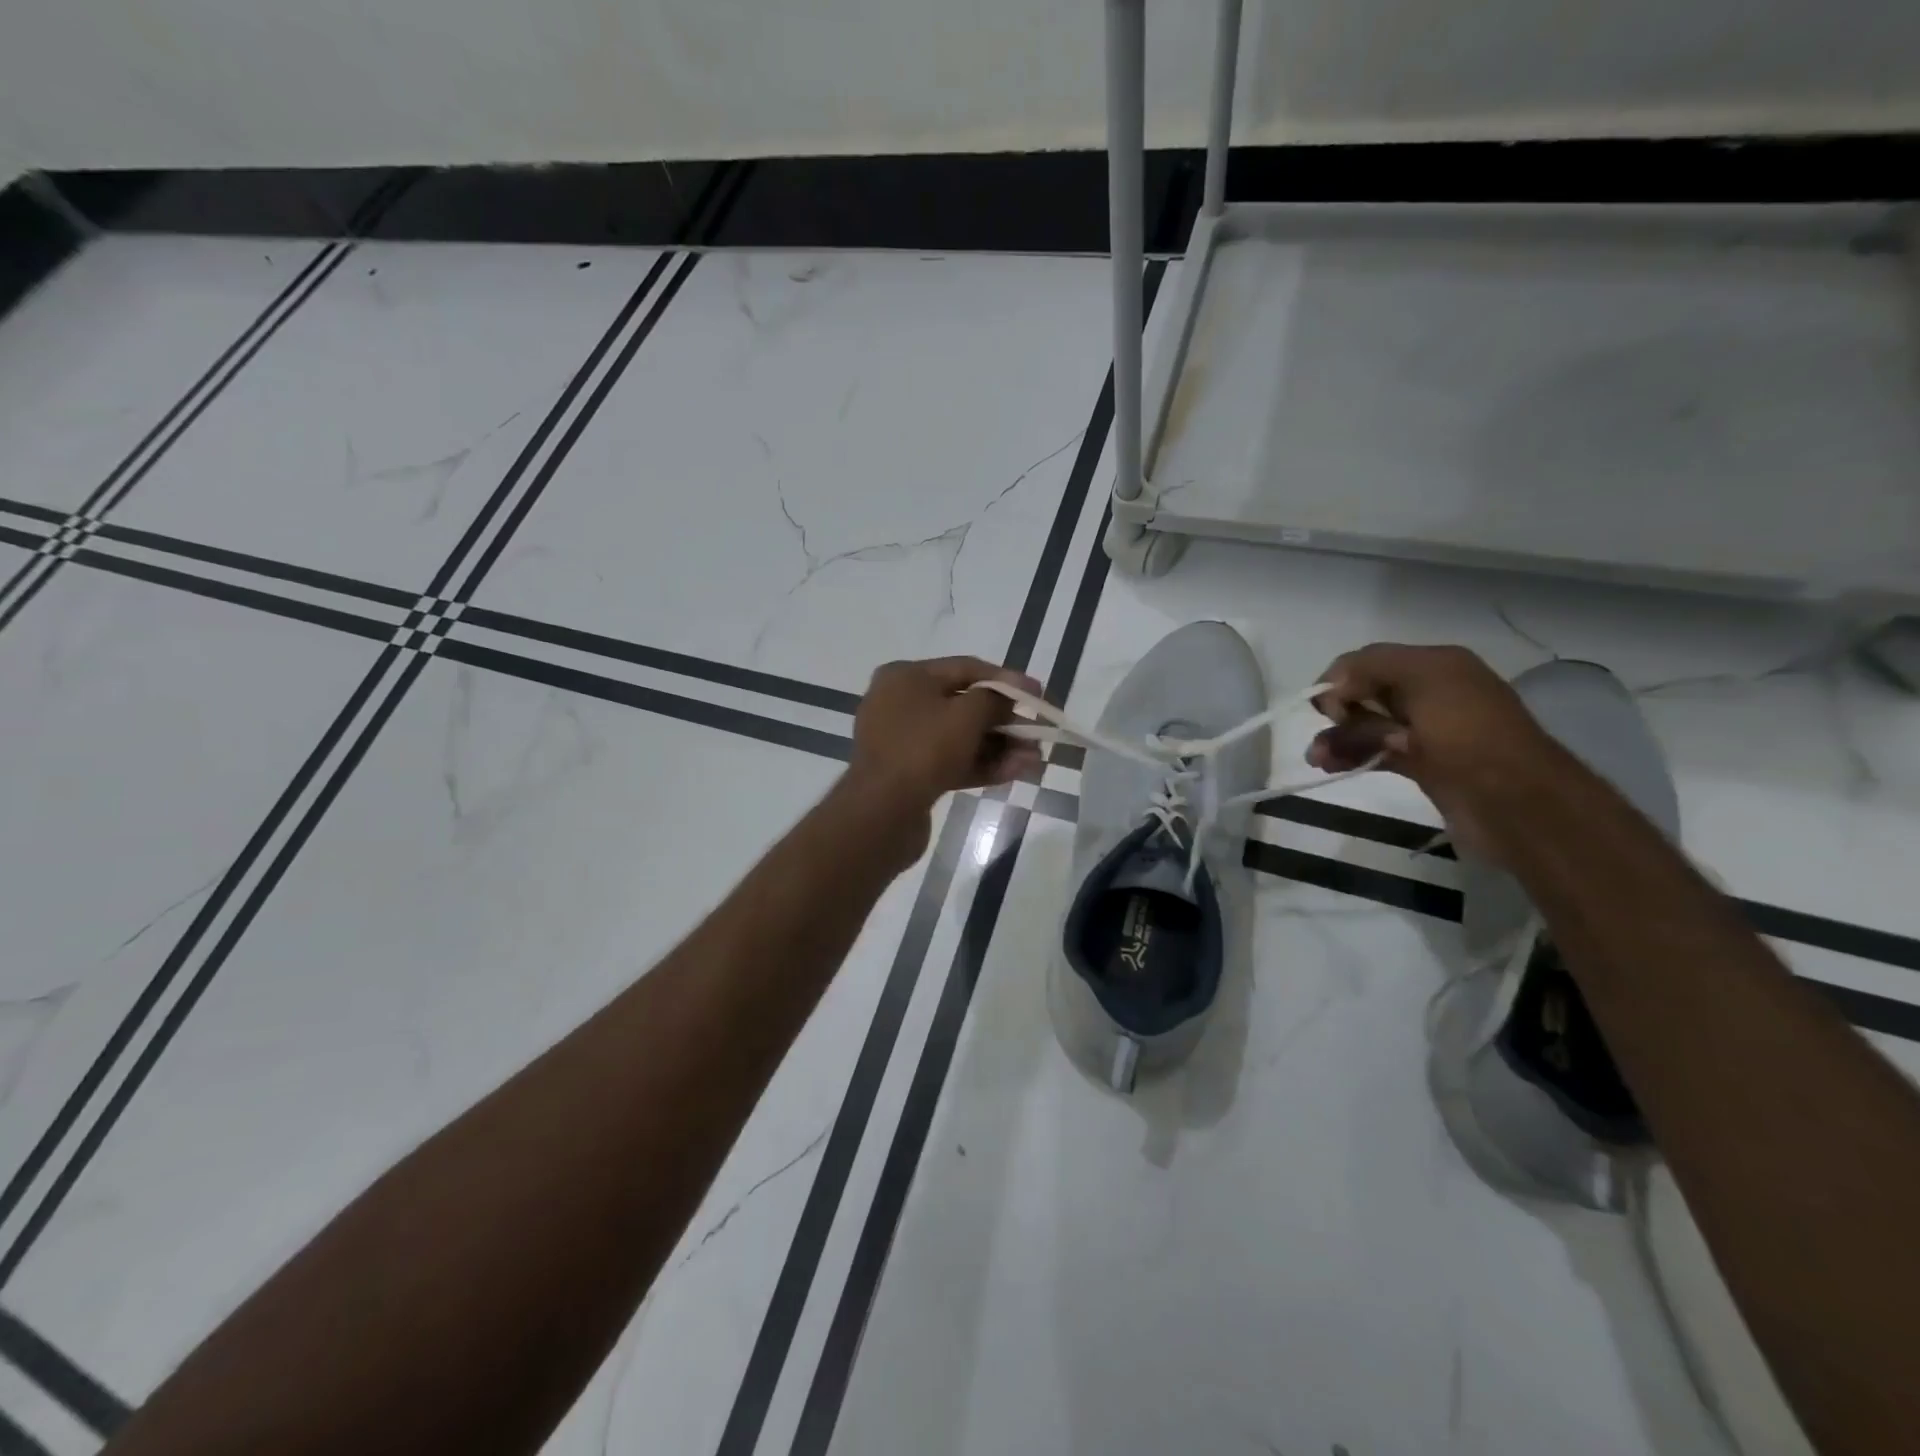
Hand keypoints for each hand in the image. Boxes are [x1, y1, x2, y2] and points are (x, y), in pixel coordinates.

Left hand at [842, 657, 1043, 854]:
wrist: (881, 812)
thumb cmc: (924, 749)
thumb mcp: (966, 715)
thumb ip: (994, 699)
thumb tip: (1006, 698)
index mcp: (906, 677)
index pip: (966, 668)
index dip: (1007, 680)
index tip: (1037, 694)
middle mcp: (900, 703)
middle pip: (964, 705)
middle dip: (1005, 722)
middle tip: (1038, 734)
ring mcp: (903, 741)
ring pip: (960, 738)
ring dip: (999, 747)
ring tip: (1034, 760)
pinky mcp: (909, 774)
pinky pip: (950, 761)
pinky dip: (981, 765)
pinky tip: (1015, 773)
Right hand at [1305, 643, 1558, 857]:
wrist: (1517, 805)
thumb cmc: (1469, 736)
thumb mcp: (1424, 682)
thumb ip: (1370, 671)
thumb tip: (1332, 688)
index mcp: (1437, 665)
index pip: (1371, 660)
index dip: (1341, 678)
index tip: (1325, 708)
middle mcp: (1431, 693)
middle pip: (1366, 693)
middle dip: (1338, 712)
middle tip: (1322, 737)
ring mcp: (1427, 732)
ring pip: (1368, 726)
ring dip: (1340, 739)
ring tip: (1319, 760)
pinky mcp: (1423, 764)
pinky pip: (1377, 751)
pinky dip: (1354, 755)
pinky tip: (1333, 766)